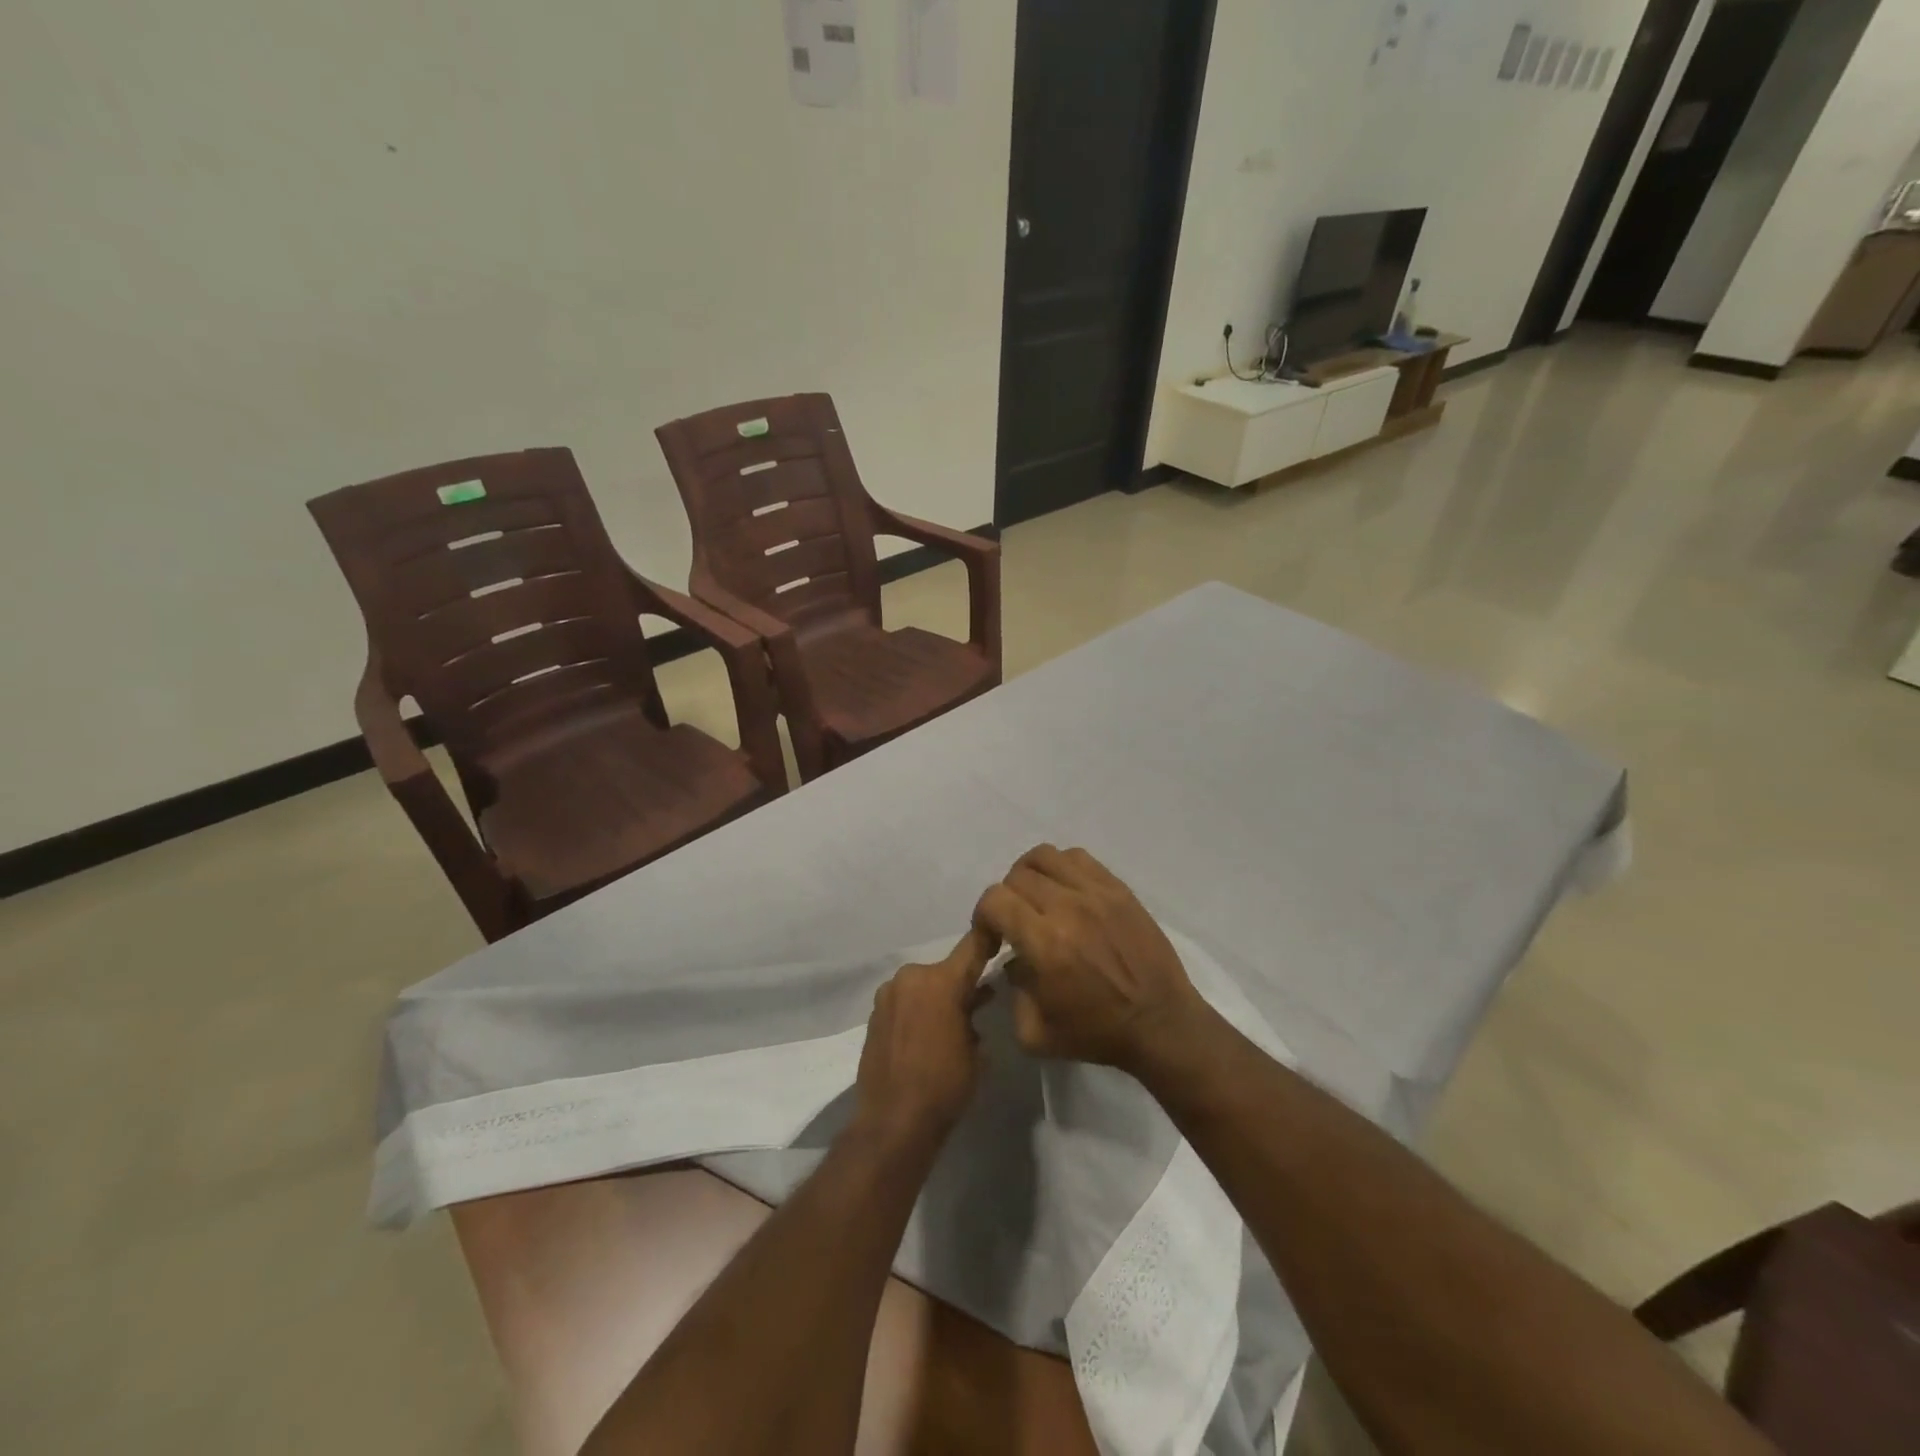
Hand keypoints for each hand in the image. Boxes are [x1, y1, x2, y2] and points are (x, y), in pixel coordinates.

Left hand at [851, 927, 994, 1155]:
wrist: (893, 1121)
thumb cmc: (945, 1084)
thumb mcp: (975, 1049)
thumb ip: (974, 1013)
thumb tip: (975, 999)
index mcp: (940, 980)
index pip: (970, 947)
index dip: (987, 940)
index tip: (999, 935)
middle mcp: (911, 977)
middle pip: (943, 971)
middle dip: (959, 984)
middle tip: (978, 1002)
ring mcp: (888, 994)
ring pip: (922, 986)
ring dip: (936, 998)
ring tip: (952, 1023)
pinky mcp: (874, 1013)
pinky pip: (904, 1002)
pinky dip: (917, 1010)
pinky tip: (926, 1035)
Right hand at [974, 845, 1206, 1074]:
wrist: (1160, 1023)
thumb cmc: (1097, 1033)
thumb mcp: (1035, 1034)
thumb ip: (1011, 992)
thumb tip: (1011, 960)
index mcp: (1045, 944)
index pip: (994, 900)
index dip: (983, 917)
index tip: (993, 938)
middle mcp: (1068, 908)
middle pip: (1017, 877)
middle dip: (1006, 899)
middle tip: (1016, 922)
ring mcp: (1096, 893)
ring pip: (1045, 857)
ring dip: (1030, 876)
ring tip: (1037, 899)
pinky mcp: (1118, 889)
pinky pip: (1077, 858)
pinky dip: (1061, 868)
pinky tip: (1066, 892)